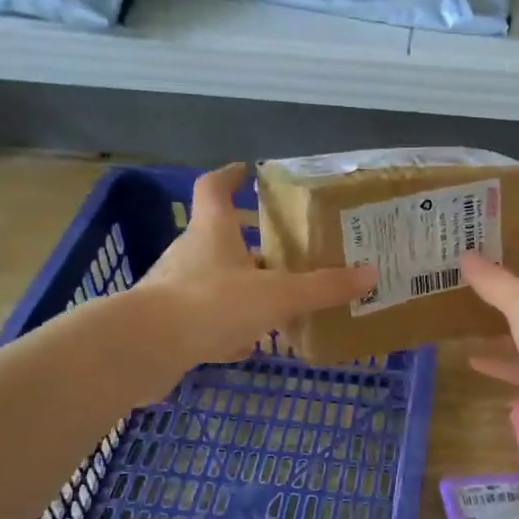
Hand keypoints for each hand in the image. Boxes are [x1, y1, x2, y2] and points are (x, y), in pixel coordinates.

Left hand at [138, 164, 374, 364]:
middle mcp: (189, 252)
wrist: (147, 347)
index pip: (214, 188)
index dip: (229, 176)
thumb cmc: (213, 303)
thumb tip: (371, 273)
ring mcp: (174, 288)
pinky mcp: (167, 323)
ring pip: (211, 278)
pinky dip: (224, 324)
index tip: (246, 170)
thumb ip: (323, 286)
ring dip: (237, 284)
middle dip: (245, 240)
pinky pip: (202, 316)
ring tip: (271, 299)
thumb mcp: (278, 294)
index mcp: (212, 231)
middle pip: (217, 236)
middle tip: (279, 248)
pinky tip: (244, 345)